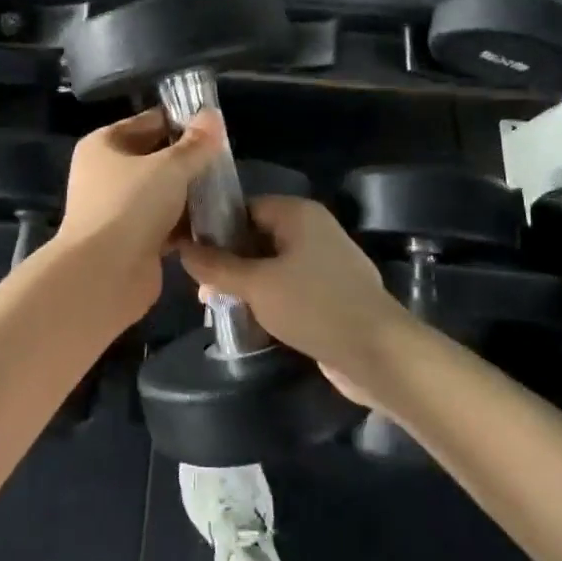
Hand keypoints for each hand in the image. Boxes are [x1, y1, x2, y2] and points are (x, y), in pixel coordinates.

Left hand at [52, 108, 223, 321]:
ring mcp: (118, 209)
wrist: (103, 275)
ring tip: (227, 190)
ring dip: (190, 194)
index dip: (181, 122)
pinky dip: (185, 223)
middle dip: (189, 161)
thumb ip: (195, 144)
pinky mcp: (132, 240)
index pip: (149, 122)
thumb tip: (212, 115)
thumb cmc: (131, 206)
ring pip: (162, 193)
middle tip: (226, 161)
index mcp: (104, 145)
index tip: (216, 128)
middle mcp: (106, 173)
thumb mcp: (170, 167)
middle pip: (156, 158)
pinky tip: (216, 221)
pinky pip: (164, 223)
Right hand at [178, 197, 411, 397]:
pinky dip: (267, 298)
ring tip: (215, 306)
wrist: (378, 353)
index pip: (245, 207)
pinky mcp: (329, 293)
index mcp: (298, 213)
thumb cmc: (314, 306)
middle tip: (199, 286)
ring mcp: (324, 262)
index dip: (214, 226)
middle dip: (227, 260)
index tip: (188, 250)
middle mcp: (312, 230)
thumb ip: (217, 266)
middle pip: (257, 236)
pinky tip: (246, 319)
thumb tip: (183, 249)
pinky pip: (288, 286)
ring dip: (245, 283)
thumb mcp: (256, 285)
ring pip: (271, 264)